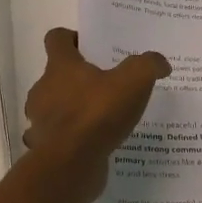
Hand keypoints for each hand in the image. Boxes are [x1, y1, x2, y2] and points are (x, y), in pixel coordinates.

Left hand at [23, 28, 170, 198]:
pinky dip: (74, 137)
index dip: (72, 38)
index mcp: (60, 66)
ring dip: (74, 109)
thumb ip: (148, 66)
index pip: (57, 38)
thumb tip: (160, 63)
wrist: (70, 165)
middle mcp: (43, 89)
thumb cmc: (97, 114)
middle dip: (79, 78)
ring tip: (104, 117)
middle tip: (107, 84)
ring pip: (56, 107)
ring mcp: (41, 120)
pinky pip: (60, 136)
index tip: (91, 47)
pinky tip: (96, 143)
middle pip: (57, 75)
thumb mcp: (134, 82)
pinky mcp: (45, 147)